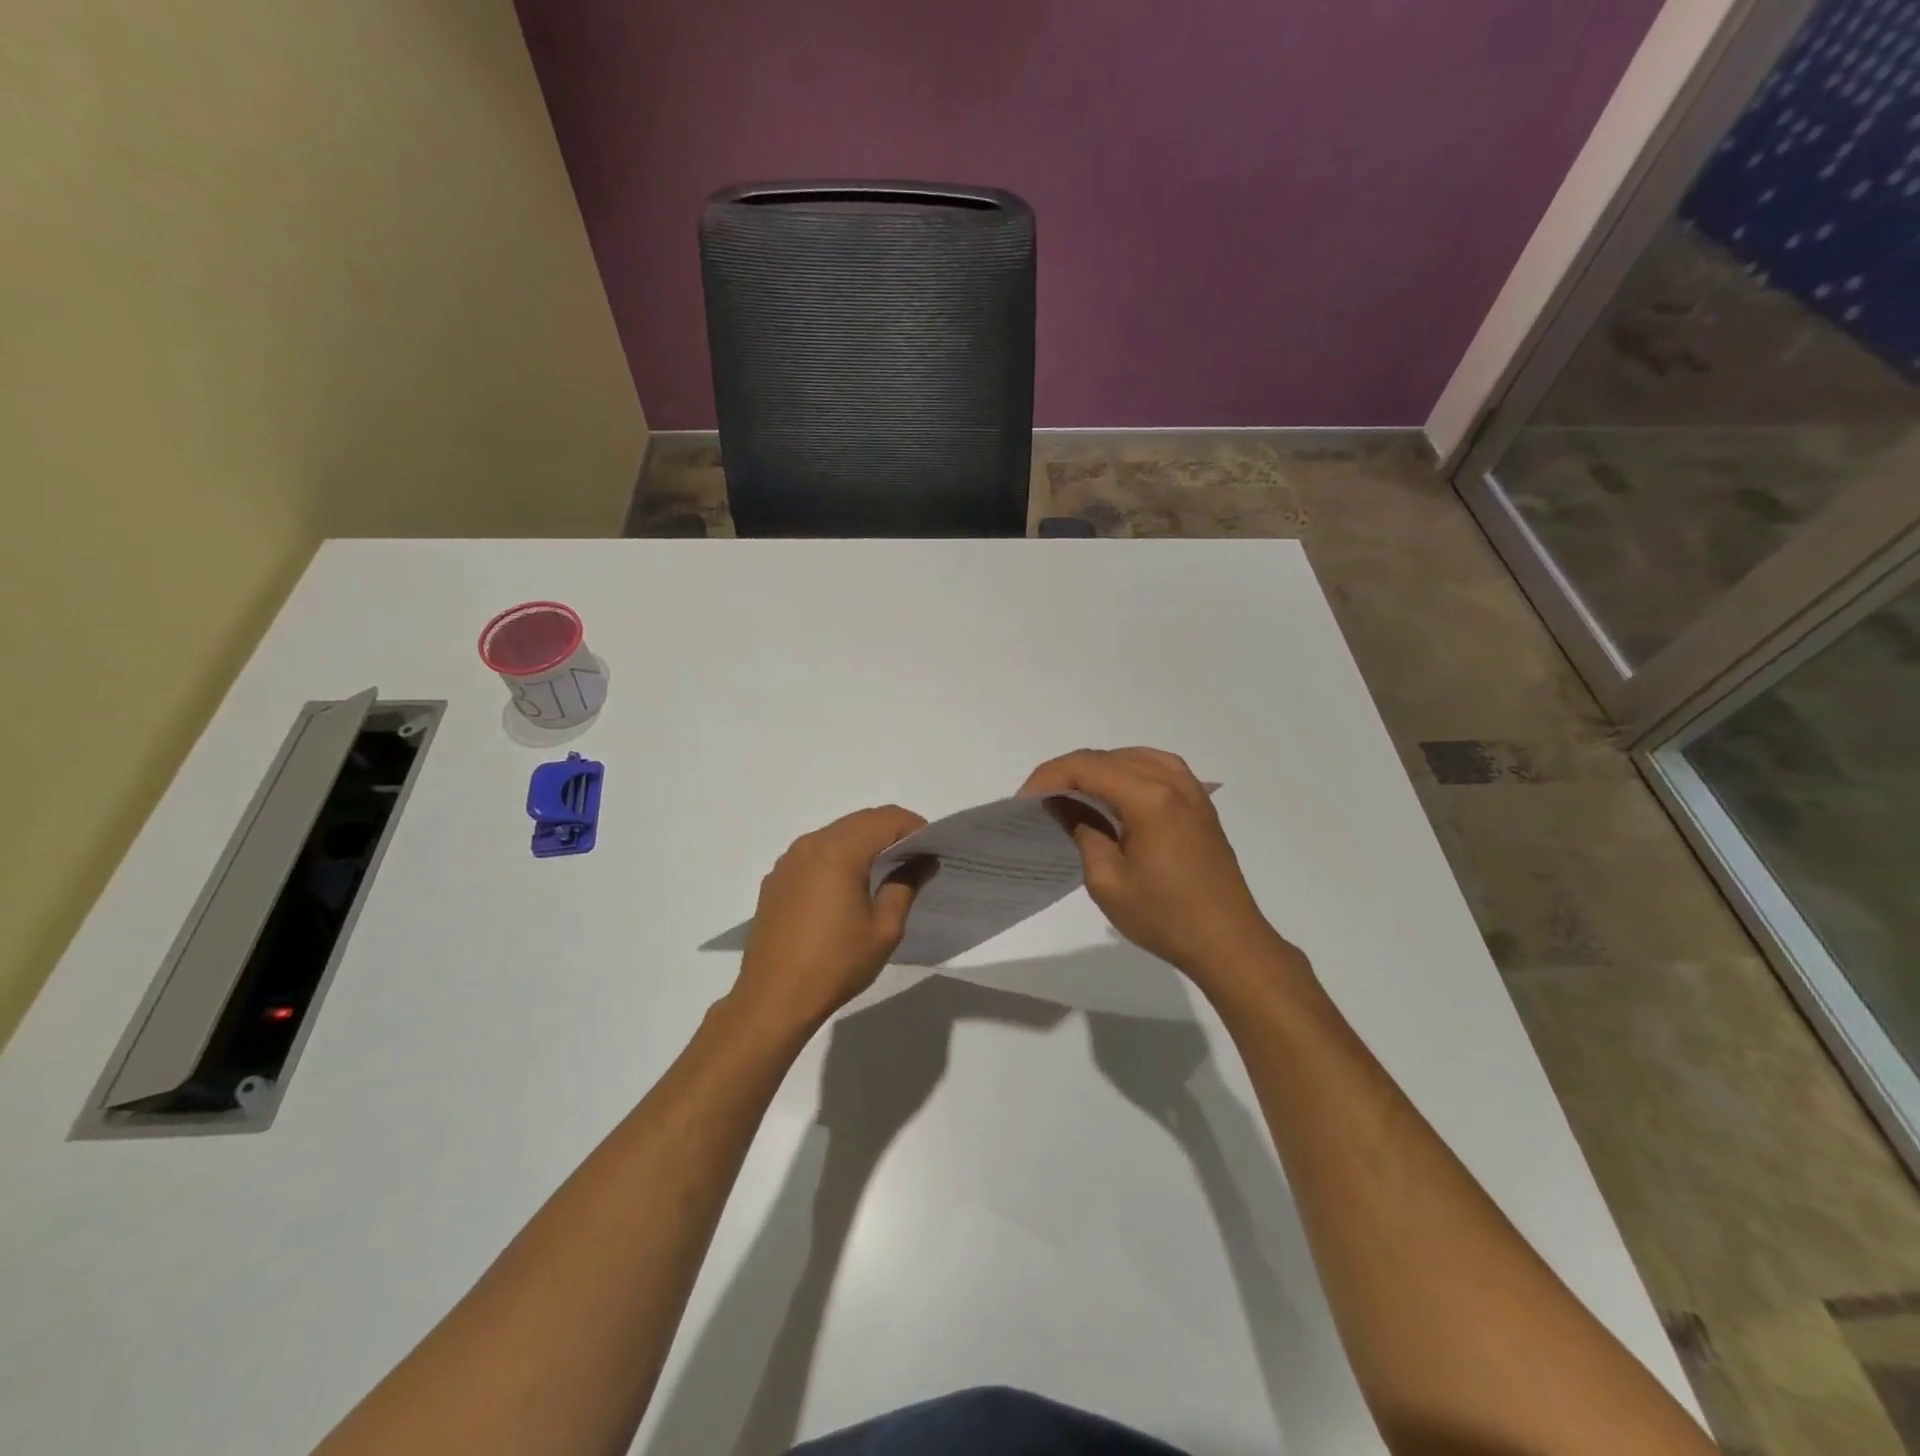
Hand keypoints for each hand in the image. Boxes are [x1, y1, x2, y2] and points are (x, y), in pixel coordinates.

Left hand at [731, 806, 931, 1033]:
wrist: (773, 999)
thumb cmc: (836, 964)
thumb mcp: (884, 928)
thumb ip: (906, 885)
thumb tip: (923, 861)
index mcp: (839, 851)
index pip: (886, 819)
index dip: (915, 827)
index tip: (933, 848)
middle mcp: (811, 845)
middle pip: (860, 821)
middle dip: (891, 832)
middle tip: (916, 858)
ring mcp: (789, 860)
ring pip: (836, 834)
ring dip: (864, 842)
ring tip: (886, 871)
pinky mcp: (776, 879)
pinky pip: (815, 853)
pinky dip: (839, 857)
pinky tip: (848, 888)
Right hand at [1019, 748, 1297, 994]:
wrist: (1229, 942)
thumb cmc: (1164, 917)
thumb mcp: (1107, 880)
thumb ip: (1082, 830)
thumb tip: (1064, 804)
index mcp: (1150, 797)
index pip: (1087, 766)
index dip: (1049, 777)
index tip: (1024, 801)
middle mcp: (1173, 781)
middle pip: (1108, 757)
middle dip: (1069, 772)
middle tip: (1042, 801)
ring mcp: (1191, 789)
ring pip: (1132, 758)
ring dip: (1098, 770)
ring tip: (1072, 796)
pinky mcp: (1200, 803)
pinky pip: (1156, 768)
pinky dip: (1127, 773)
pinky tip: (1114, 794)